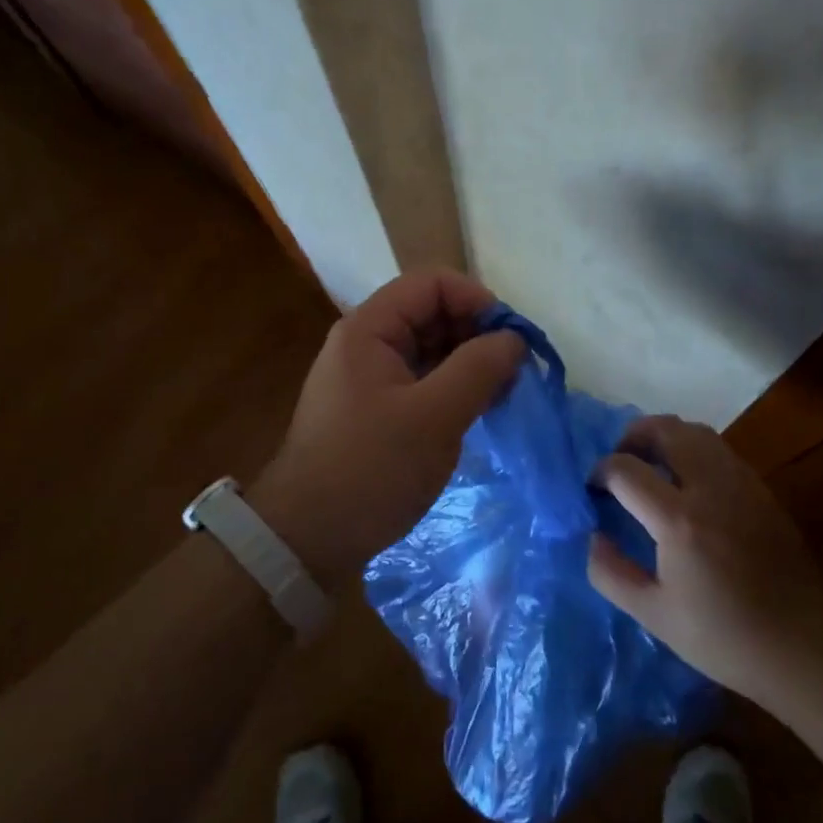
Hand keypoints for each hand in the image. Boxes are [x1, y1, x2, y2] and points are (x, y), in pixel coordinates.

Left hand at [255, 270, 524, 582]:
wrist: (307, 539)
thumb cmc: (371, 469)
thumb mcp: (435, 416)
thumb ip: (479, 368)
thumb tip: (514, 340)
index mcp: (370, 328)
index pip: (432, 284)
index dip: (477, 300)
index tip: (511, 340)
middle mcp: (366, 342)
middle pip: (432, 313)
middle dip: (477, 334)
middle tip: (513, 373)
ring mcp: (368, 376)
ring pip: (430, 348)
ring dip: (469, 363)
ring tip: (501, 395)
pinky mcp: (375, 407)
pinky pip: (421, 379)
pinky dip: (452, 387)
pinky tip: (477, 410)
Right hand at [587, 415, 822, 712]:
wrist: (802, 645)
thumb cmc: (723, 637)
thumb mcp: (653, 615)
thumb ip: (611, 572)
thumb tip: (592, 535)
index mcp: (679, 520)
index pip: (625, 469)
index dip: (600, 472)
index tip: (594, 490)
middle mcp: (709, 487)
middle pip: (664, 429)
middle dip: (632, 436)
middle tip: (621, 461)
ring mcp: (740, 482)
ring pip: (695, 431)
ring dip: (665, 437)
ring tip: (652, 465)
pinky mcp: (760, 488)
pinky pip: (718, 449)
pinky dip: (692, 450)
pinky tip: (688, 483)